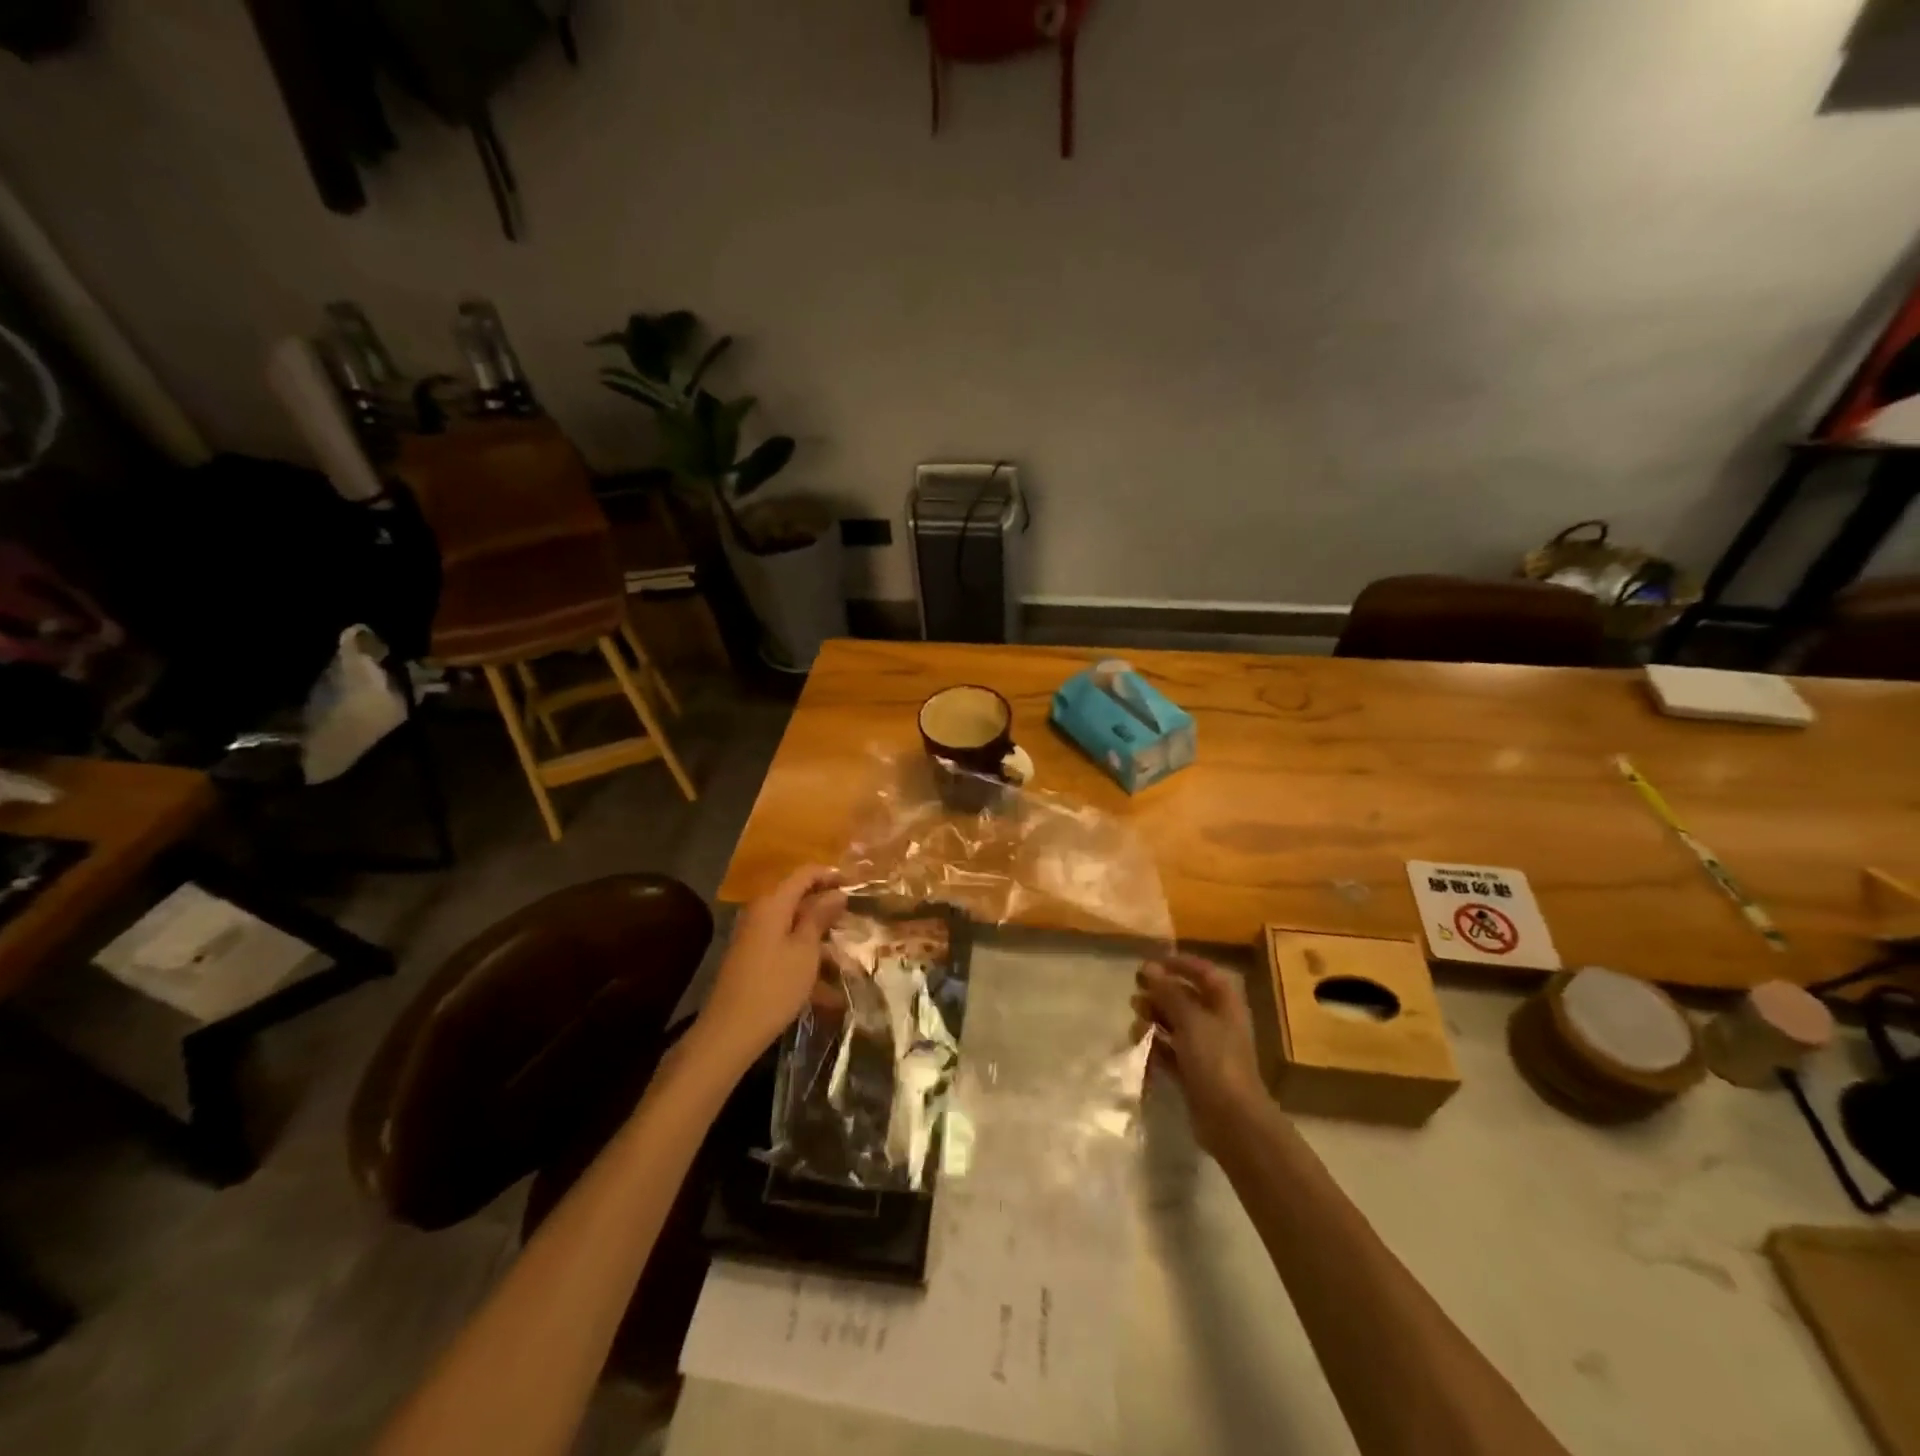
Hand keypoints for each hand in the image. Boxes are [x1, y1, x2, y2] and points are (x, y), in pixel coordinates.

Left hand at [697, 867, 846, 1065]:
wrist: (730, 1032)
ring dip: (820, 934)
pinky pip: (785, 946)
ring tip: (847, 952)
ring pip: (794, 924)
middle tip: (855, 916)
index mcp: (773, 903)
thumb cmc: (775, 986)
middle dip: (827, 906)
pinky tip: (828, 984)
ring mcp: (755, 936)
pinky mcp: (753, 958)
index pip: (805, 873)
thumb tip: (836, 892)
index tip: (856, 884)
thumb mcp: (805, 950)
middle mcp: (761, 912)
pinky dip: (806, 956)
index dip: (831, 874)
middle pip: (798, 897)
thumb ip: (820, 916)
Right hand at [1131, 953, 1265, 1156]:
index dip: (1180, 964)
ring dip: (1153, 1021)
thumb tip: (1149, 967)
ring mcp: (1205, 1050)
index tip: (1152, 963)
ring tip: (1136, 1025)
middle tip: (1136, 994)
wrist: (1231, 1120)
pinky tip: (1140, 1048)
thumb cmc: (1215, 1060)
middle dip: (1160, 994)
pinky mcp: (1193, 1073)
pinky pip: (1169, 1052)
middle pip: (1185, 998)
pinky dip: (1155, 1048)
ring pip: (1174, 1025)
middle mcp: (1216, 1023)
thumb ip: (1168, 992)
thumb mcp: (1190, 1020)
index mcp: (1224, 1005)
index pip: (1204, 973)